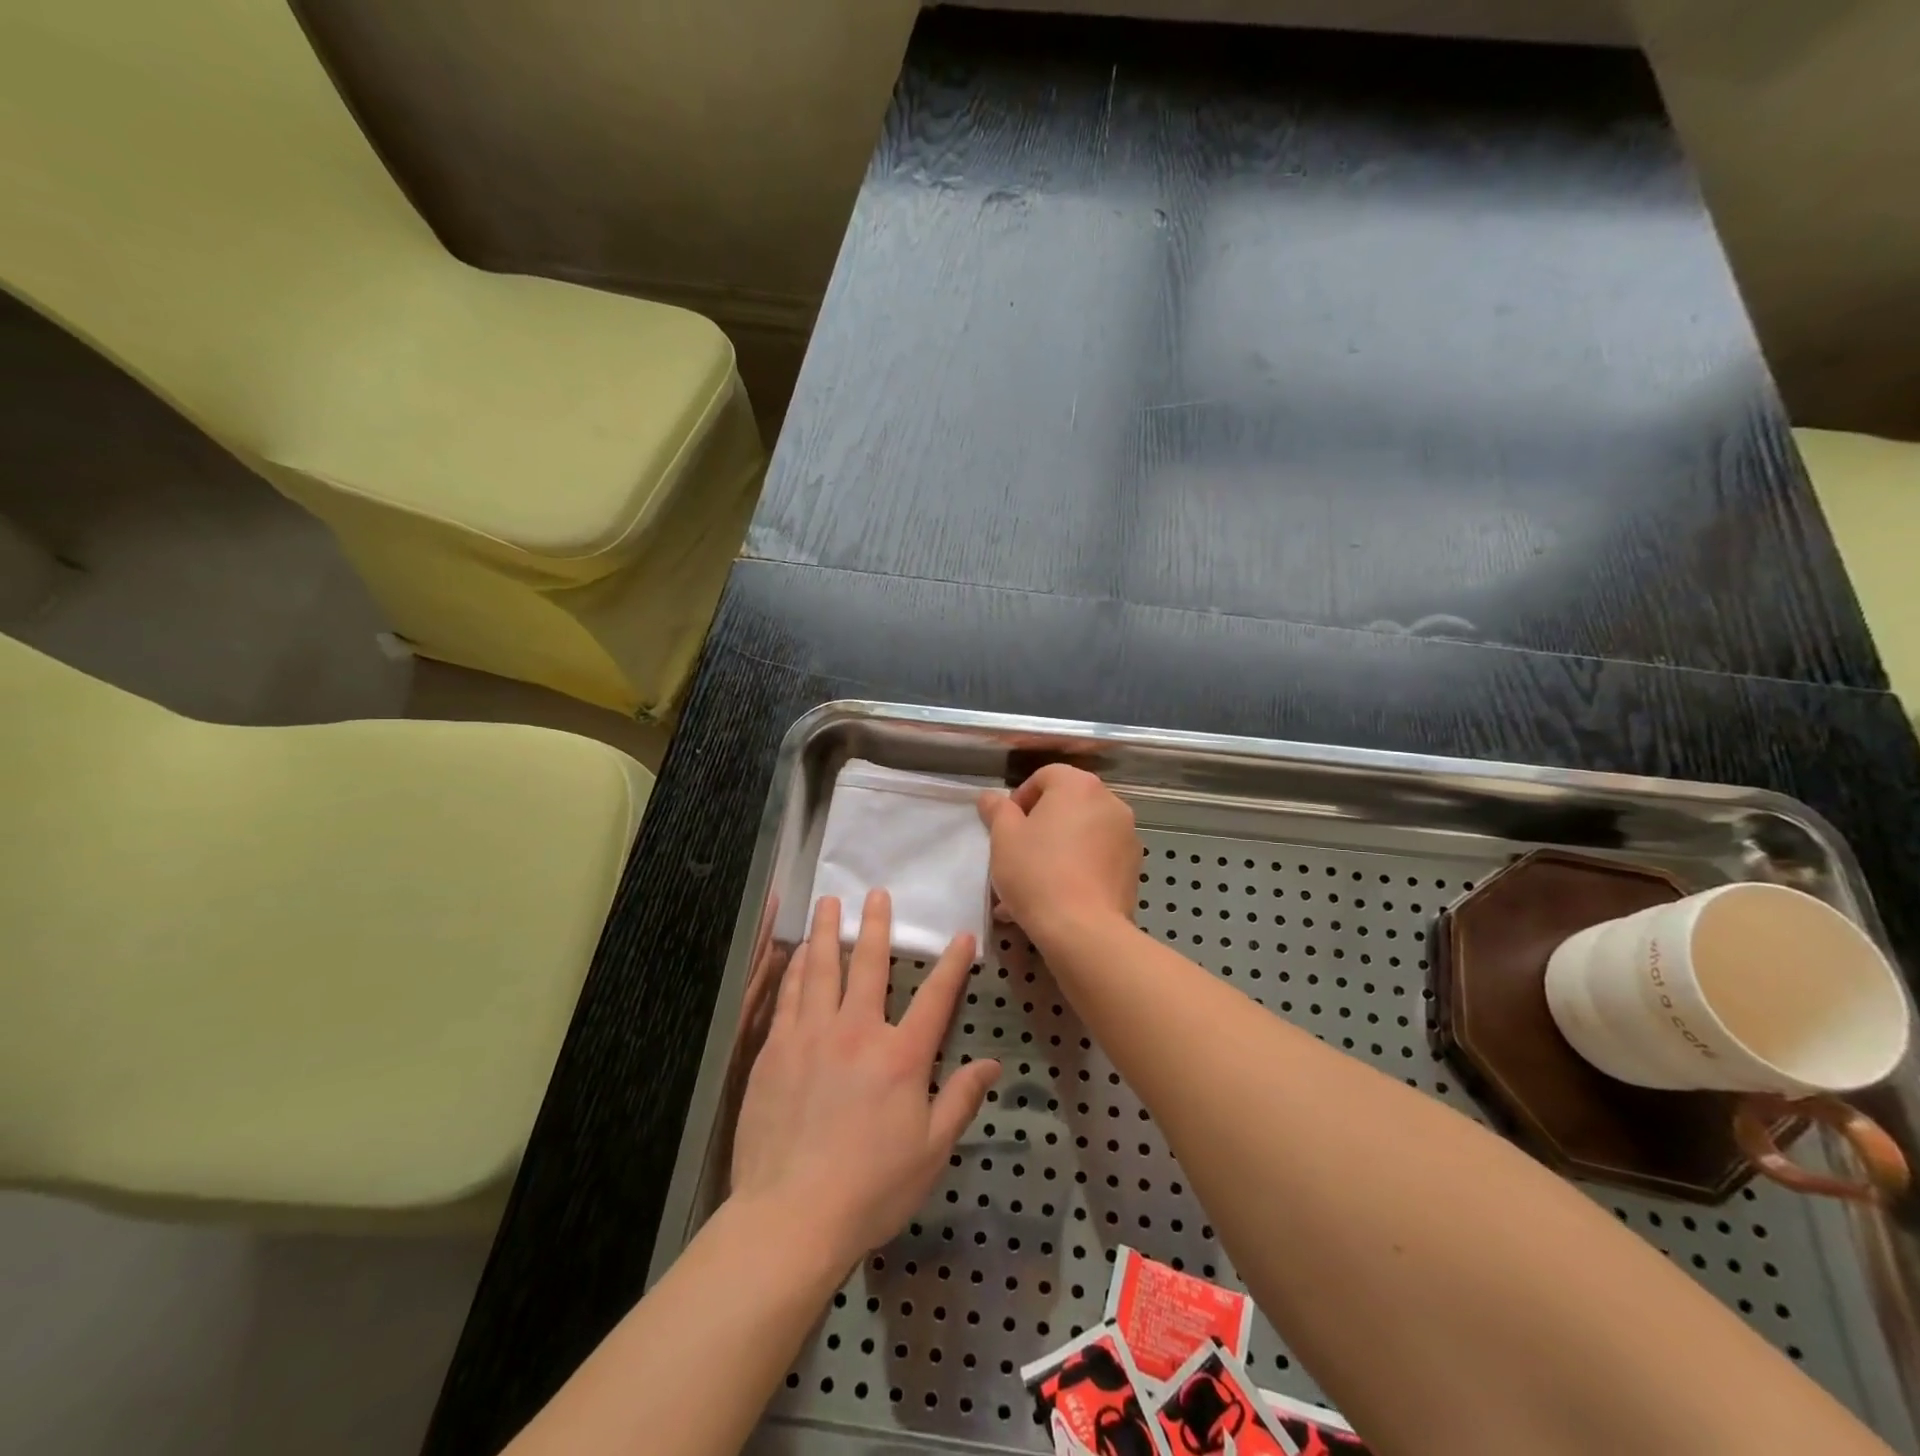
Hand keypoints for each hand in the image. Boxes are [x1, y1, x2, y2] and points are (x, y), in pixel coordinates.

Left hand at [730, 891, 999, 1268]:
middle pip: (868, 965)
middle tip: (875, 893)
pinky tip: (795, 953)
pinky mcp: (774, 1050)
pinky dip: (794, 969)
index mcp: (901, 1056)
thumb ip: (961, 1100)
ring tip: (827, 903)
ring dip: (826, 932)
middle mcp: (857, 1031)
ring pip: (821, 969)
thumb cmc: (871, 1189)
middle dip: (875, 926)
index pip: (935, 997)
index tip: (962, 936)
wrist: (790, 1216)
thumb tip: (991, 1064)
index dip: (953, 964)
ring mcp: (811, 1036)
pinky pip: (787, 996)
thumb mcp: (931, 1151)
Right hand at [978, 764, 1139, 946]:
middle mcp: (1110, 802)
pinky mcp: (1133, 867)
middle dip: (1040, 825)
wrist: (1084, 930)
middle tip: (1018, 853)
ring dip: (1058, 848)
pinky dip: (1078, 868)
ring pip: (1082, 834)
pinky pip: (1097, 858)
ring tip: (1033, 883)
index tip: (1006, 827)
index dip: (1020, 798)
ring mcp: (1127, 835)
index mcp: (1079, 786)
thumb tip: (991, 797)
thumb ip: (997, 810)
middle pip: (1067, 804)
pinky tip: (1056, 897)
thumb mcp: (1003, 838)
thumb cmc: (1037, 874)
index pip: (1045, 776)